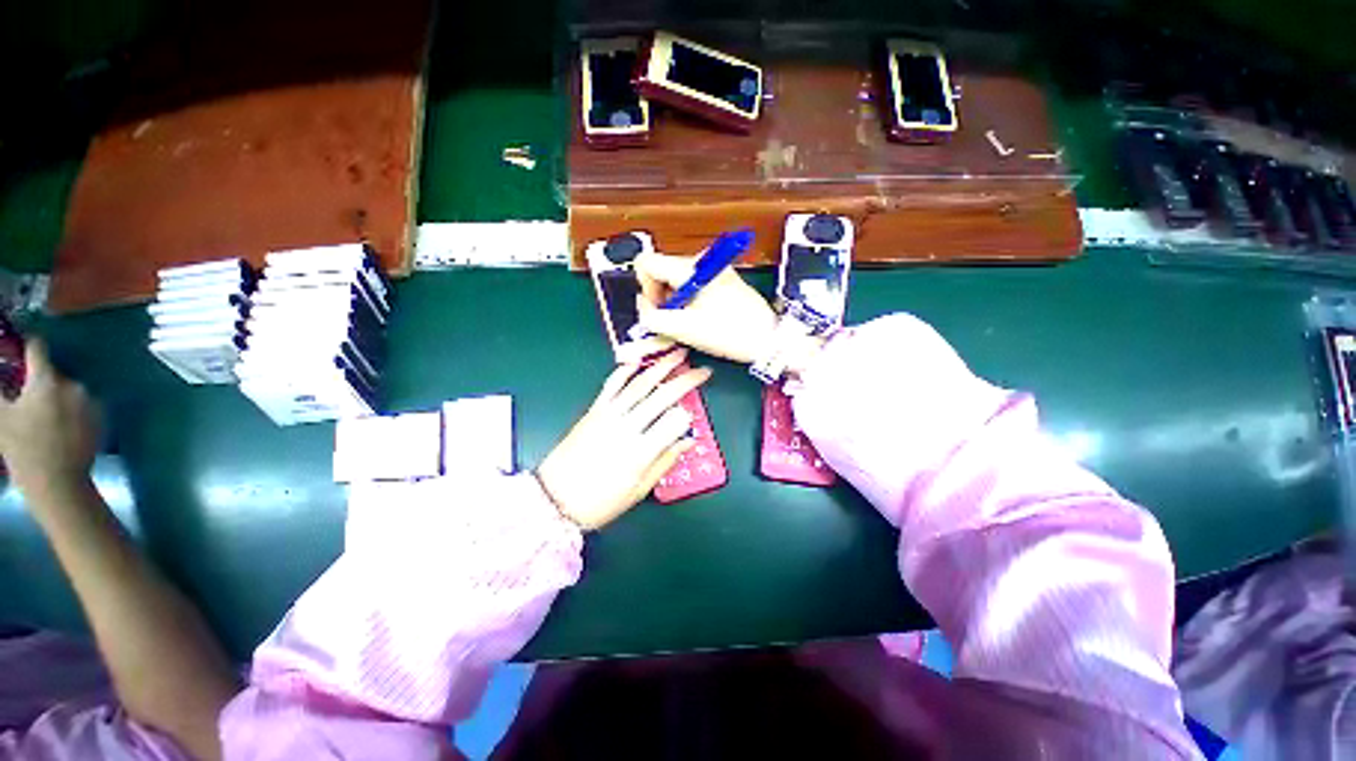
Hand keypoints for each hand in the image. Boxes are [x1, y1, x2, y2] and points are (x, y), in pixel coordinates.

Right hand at [0, 340, 99, 497]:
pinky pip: (81, 405)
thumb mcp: (1, 416)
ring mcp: (91, 401)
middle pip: (52, 373)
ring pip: (67, 390)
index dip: (26, 345)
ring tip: (40, 418)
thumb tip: (2, 371)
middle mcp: (74, 385)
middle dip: (37, 380)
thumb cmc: (23, 450)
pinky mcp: (101, 417)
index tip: (17, 347)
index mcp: (47, 380)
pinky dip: (69, 410)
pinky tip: (58, 428)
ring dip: (54, 397)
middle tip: (24, 398)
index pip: (37, 348)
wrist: (59, 484)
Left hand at [536, 349, 710, 529]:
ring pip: (639, 384)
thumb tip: (688, 442)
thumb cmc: (600, 501)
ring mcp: (608, 415)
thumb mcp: (638, 490)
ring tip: (677, 354)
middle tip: (702, 370)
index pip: (675, 422)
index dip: (688, 416)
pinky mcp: (594, 410)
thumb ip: (665, 462)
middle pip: (662, 396)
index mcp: (641, 452)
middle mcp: (626, 427)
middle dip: (685, 380)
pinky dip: (625, 370)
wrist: (554, 500)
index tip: (692, 416)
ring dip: (660, 366)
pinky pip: (611, 385)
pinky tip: (637, 361)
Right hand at [633, 251, 777, 364]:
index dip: (645, 288)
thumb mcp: (684, 329)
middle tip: (674, 322)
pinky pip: (691, 285)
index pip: (646, 263)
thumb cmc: (728, 333)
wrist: (768, 338)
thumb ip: (651, 316)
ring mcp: (712, 268)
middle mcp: (700, 260)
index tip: (661, 309)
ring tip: (690, 323)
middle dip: (661, 298)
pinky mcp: (721, 278)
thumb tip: (642, 305)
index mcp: (690, 267)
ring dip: (675, 302)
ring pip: (675, 280)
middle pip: (661, 272)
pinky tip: (700, 319)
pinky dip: (688, 302)